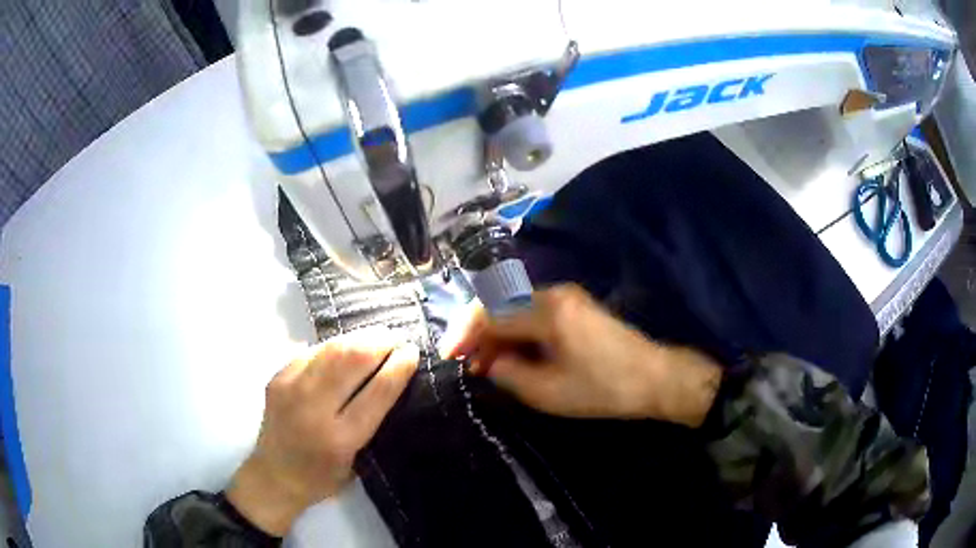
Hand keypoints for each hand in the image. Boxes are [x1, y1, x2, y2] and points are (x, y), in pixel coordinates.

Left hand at [227, 327, 418, 535]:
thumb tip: (387, 377)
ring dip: (358, 337)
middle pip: (351, 360)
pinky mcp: (277, 378)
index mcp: (340, 438)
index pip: (376, 392)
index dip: (398, 367)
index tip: (412, 352)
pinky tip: (345, 347)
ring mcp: (290, 389)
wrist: (274, 476)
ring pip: (330, 348)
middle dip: (379, 343)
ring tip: (375, 335)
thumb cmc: (323, 478)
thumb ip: (371, 421)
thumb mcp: (357, 460)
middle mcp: (313, 409)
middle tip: (395, 337)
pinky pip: (311, 352)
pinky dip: (333, 346)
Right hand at [441, 284, 720, 424]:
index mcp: (546, 310)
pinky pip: (532, 313)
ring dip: (496, 334)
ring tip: (486, 366)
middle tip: (467, 365)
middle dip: (477, 333)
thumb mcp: (547, 391)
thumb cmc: (602, 388)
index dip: (462, 333)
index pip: (489, 313)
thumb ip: (508, 373)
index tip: (447, 357)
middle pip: (499, 305)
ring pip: (514, 308)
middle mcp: (553, 293)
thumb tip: (488, 361)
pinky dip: (516, 332)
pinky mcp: (574, 306)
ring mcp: (566, 296)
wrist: (654, 377)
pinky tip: (512, 355)